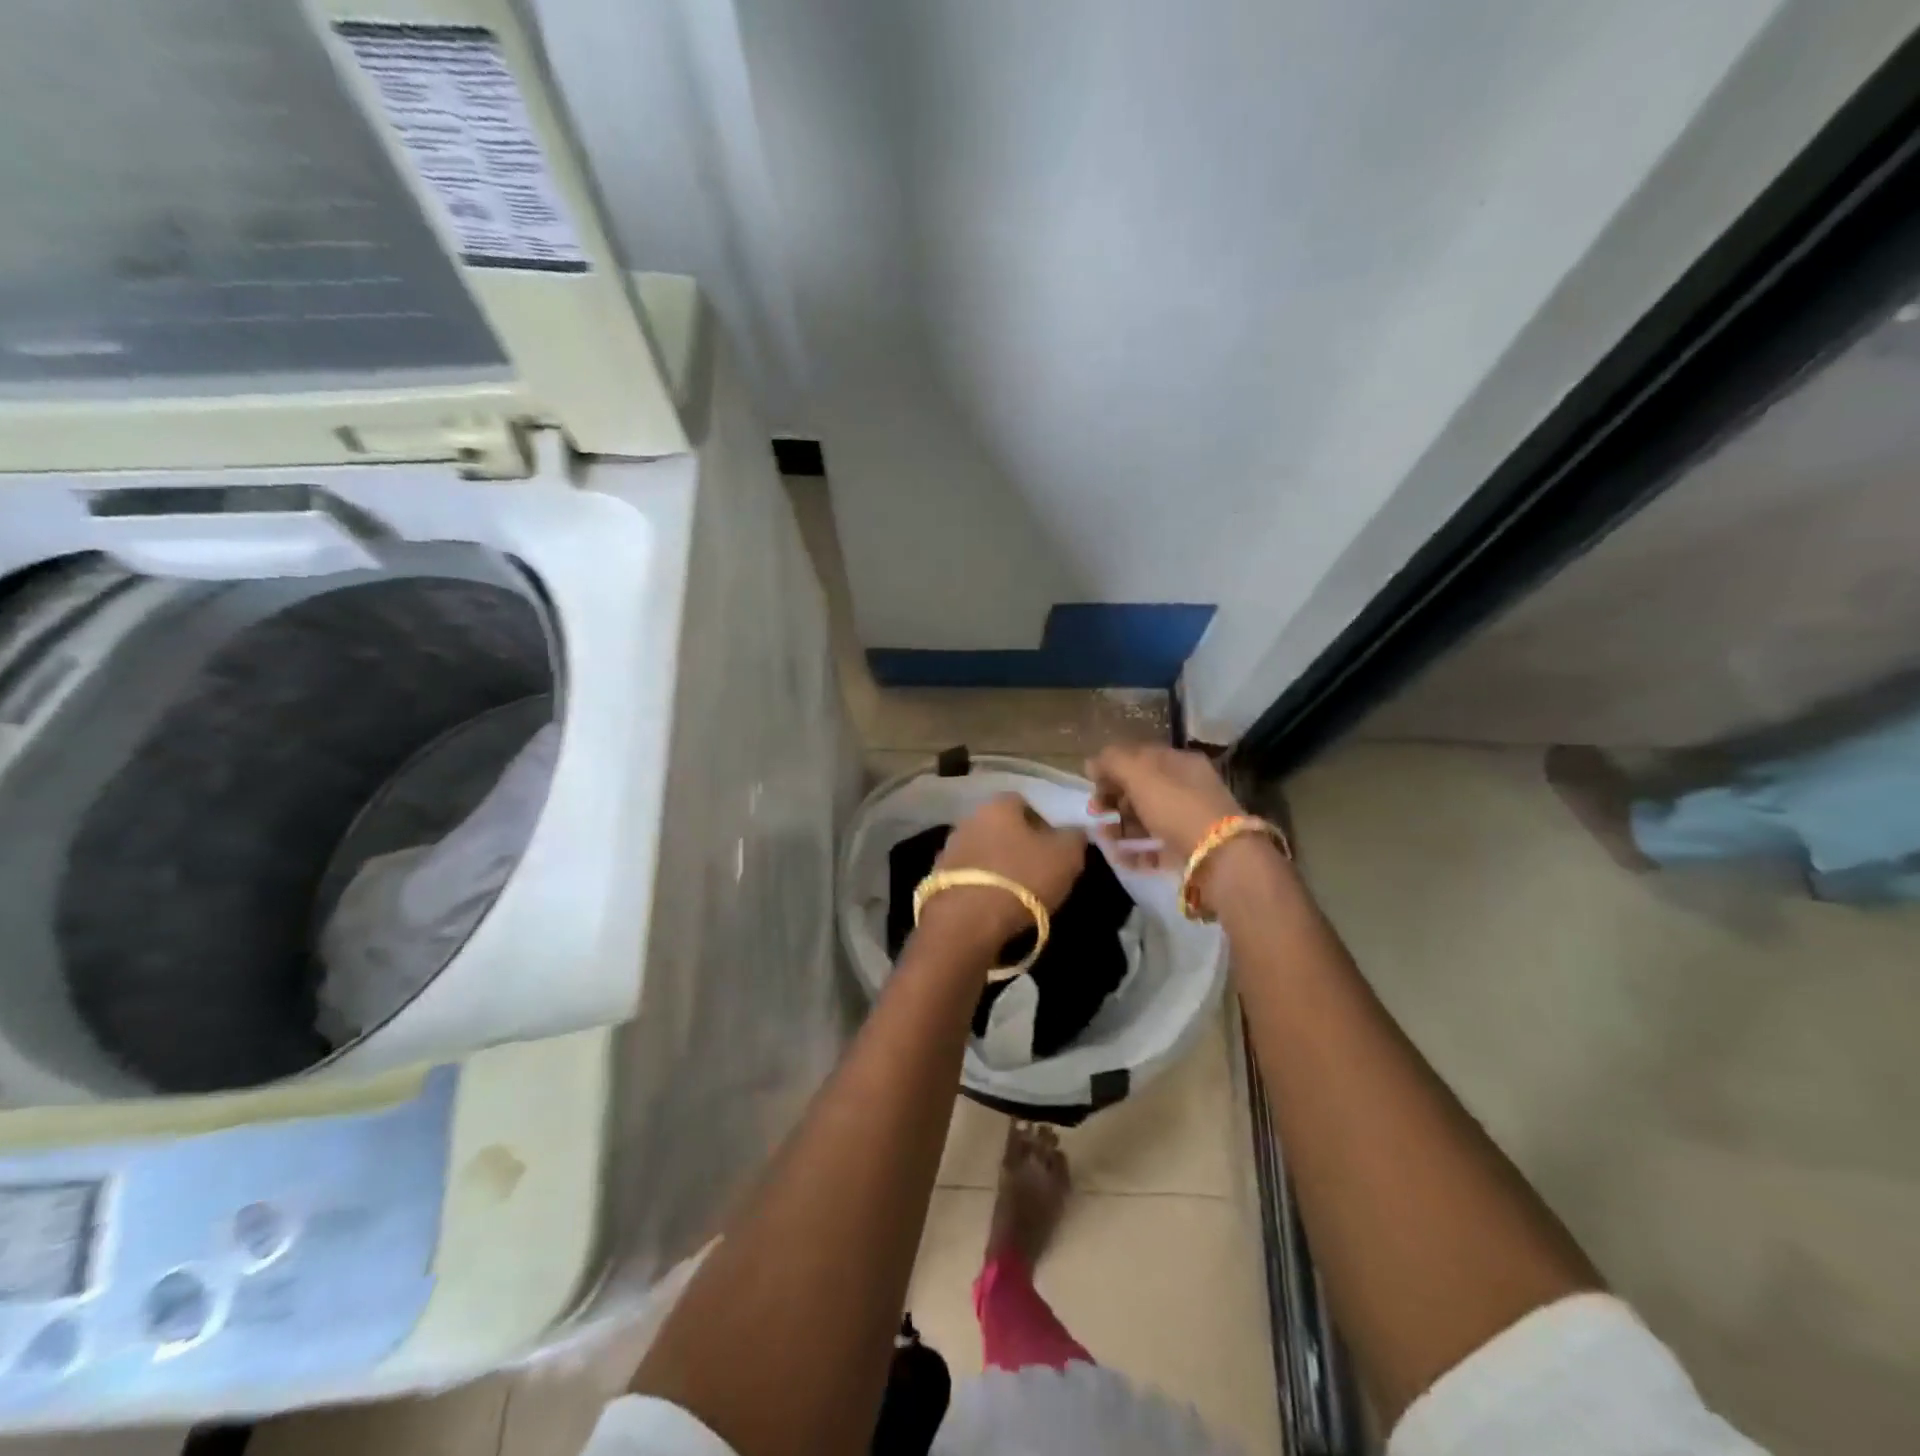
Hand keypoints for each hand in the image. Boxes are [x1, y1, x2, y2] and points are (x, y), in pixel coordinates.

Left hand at [922, 793, 1087, 949]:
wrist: (967, 921)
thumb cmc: (1022, 878)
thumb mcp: (1066, 856)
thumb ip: (1074, 837)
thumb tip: (1074, 831)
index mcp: (998, 806)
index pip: (1024, 802)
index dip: (1042, 822)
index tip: (1054, 847)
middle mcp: (969, 819)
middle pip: (1000, 826)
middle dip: (1017, 843)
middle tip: (1037, 869)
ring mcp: (949, 848)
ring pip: (982, 850)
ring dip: (996, 864)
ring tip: (1016, 891)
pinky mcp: (936, 878)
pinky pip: (968, 875)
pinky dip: (981, 885)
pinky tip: (993, 904)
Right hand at [1085, 744, 1241, 870]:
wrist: (1220, 857)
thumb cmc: (1177, 807)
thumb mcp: (1140, 774)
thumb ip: (1113, 762)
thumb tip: (1092, 763)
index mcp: (1179, 762)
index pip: (1139, 756)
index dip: (1112, 767)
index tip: (1092, 784)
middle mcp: (1186, 787)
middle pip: (1141, 788)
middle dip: (1114, 799)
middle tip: (1095, 813)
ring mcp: (1188, 820)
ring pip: (1146, 818)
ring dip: (1121, 827)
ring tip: (1105, 839)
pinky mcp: (1188, 850)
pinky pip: (1156, 846)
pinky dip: (1136, 851)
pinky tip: (1121, 858)